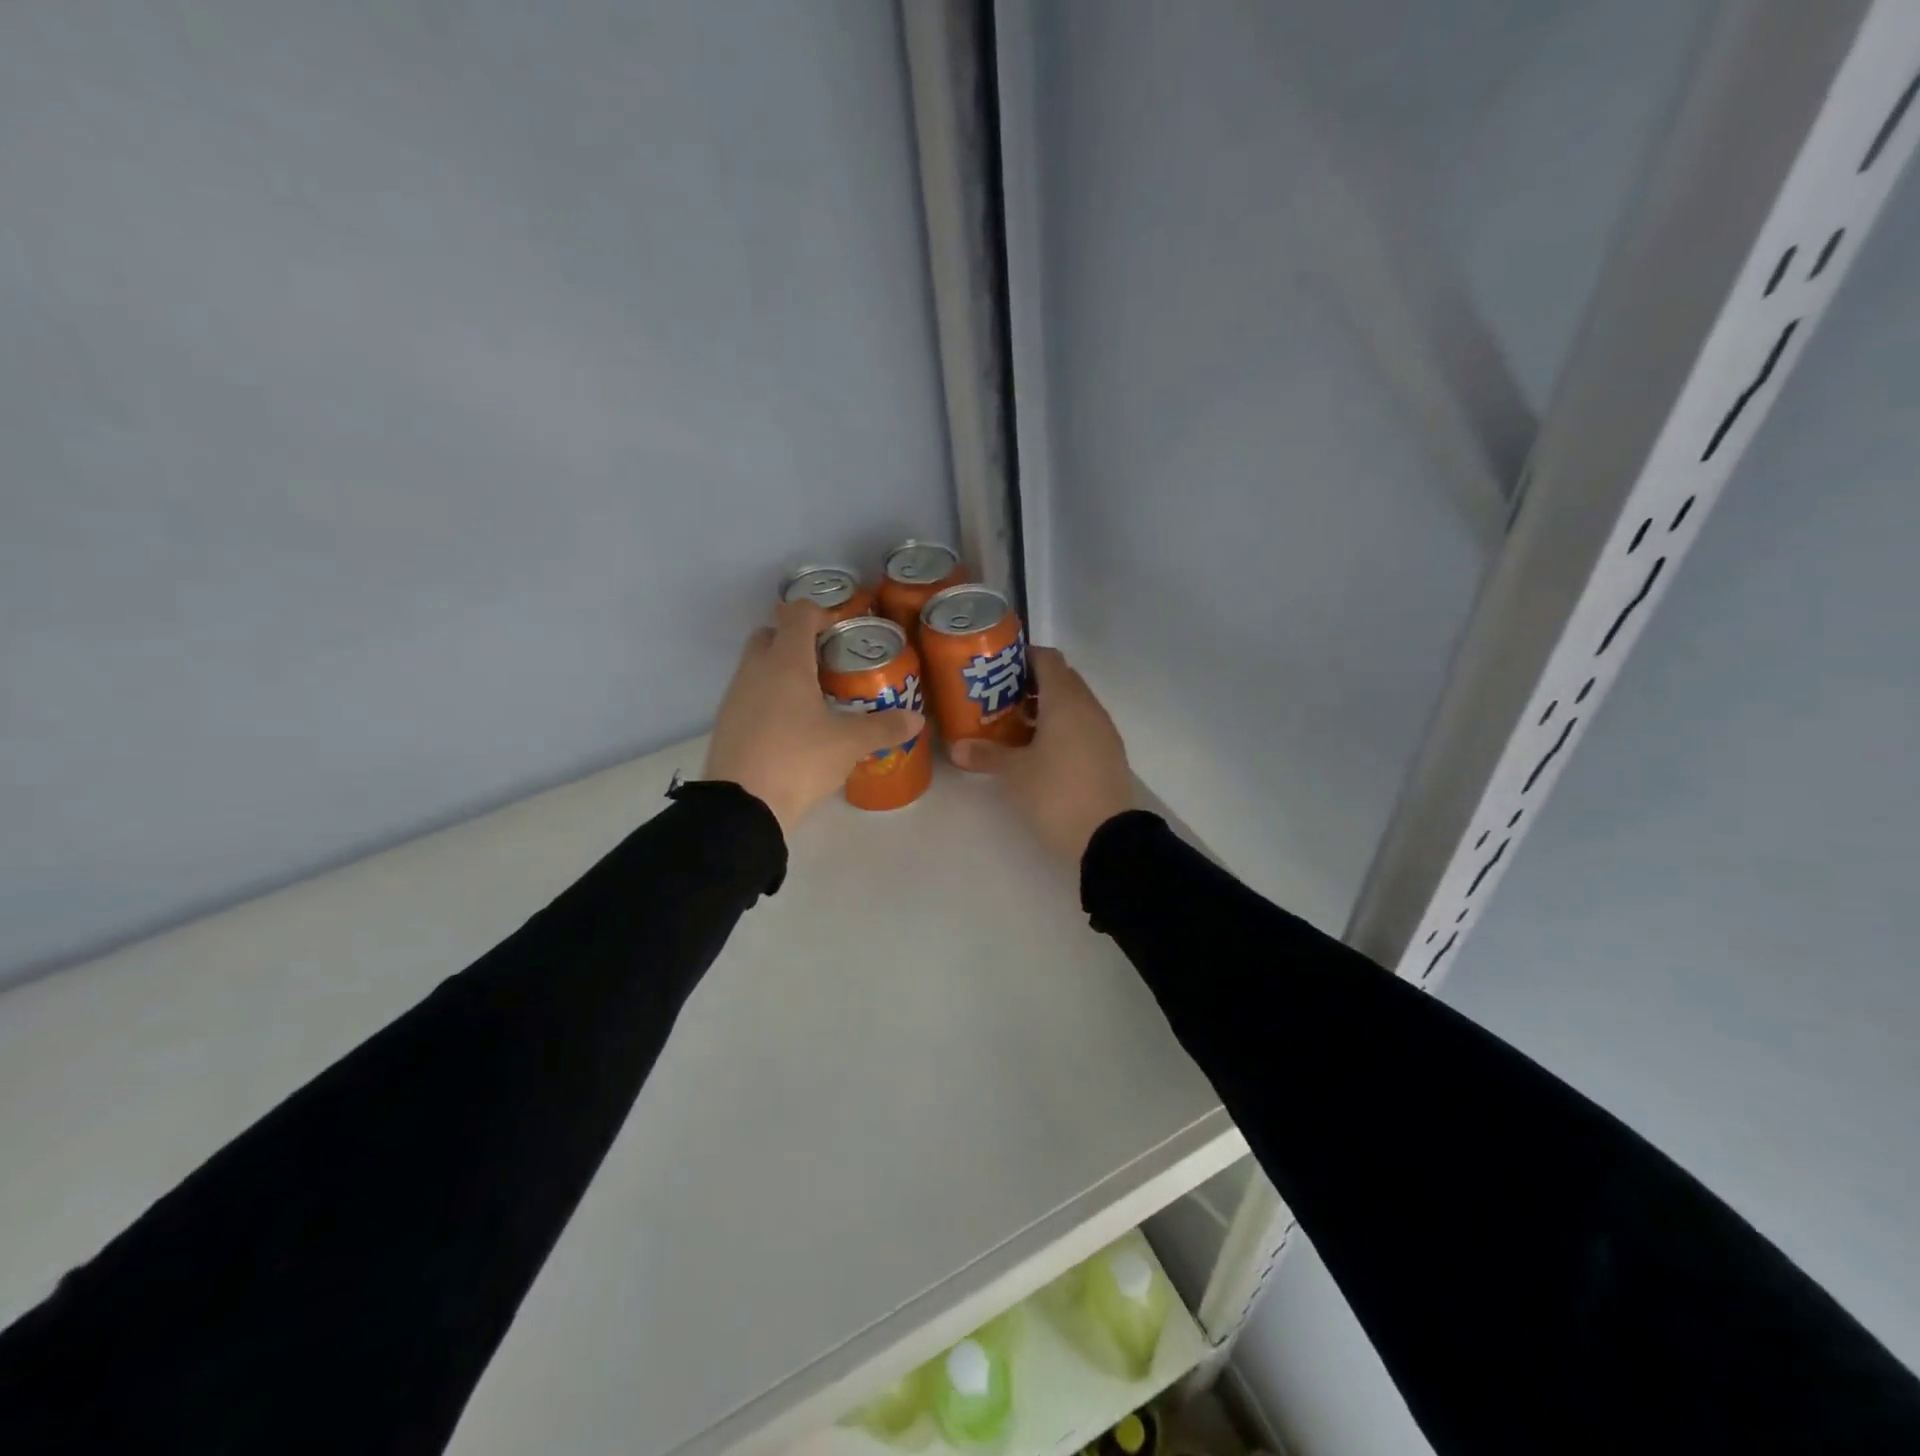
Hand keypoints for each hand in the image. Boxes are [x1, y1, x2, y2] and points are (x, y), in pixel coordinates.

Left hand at [703, 601, 925, 837]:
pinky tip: (791, 727)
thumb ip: (884, 727)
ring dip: (781, 671)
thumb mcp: (849, 744)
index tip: (842, 631)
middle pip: (770, 635)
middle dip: (796, 640)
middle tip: (827, 663)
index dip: (820, 613)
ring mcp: (735, 696)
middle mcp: (755, 670)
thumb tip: (916, 719)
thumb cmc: (798, 760)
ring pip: (757, 666)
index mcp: (786, 662)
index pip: (797, 614)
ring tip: (814, 698)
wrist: (742, 806)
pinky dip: (769, 698)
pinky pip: (750, 695)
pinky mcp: (726, 723)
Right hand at [948, 646, 1133, 861]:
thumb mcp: (1016, 773)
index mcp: (1065, 700)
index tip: (997, 668)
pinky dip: (1061, 727)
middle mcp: (1088, 706)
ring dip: (1046, 708)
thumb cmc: (1057, 793)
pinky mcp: (1108, 753)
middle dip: (1030, 684)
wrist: (1107, 837)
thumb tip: (956, 747)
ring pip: (1072, 704)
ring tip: (1014, 726)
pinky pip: (1082, 725)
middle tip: (999, 698)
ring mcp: (1102, 730)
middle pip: (1061, 679)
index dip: (1022, 657)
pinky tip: (1039, 751)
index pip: (1047, 658)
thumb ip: (986, 755)